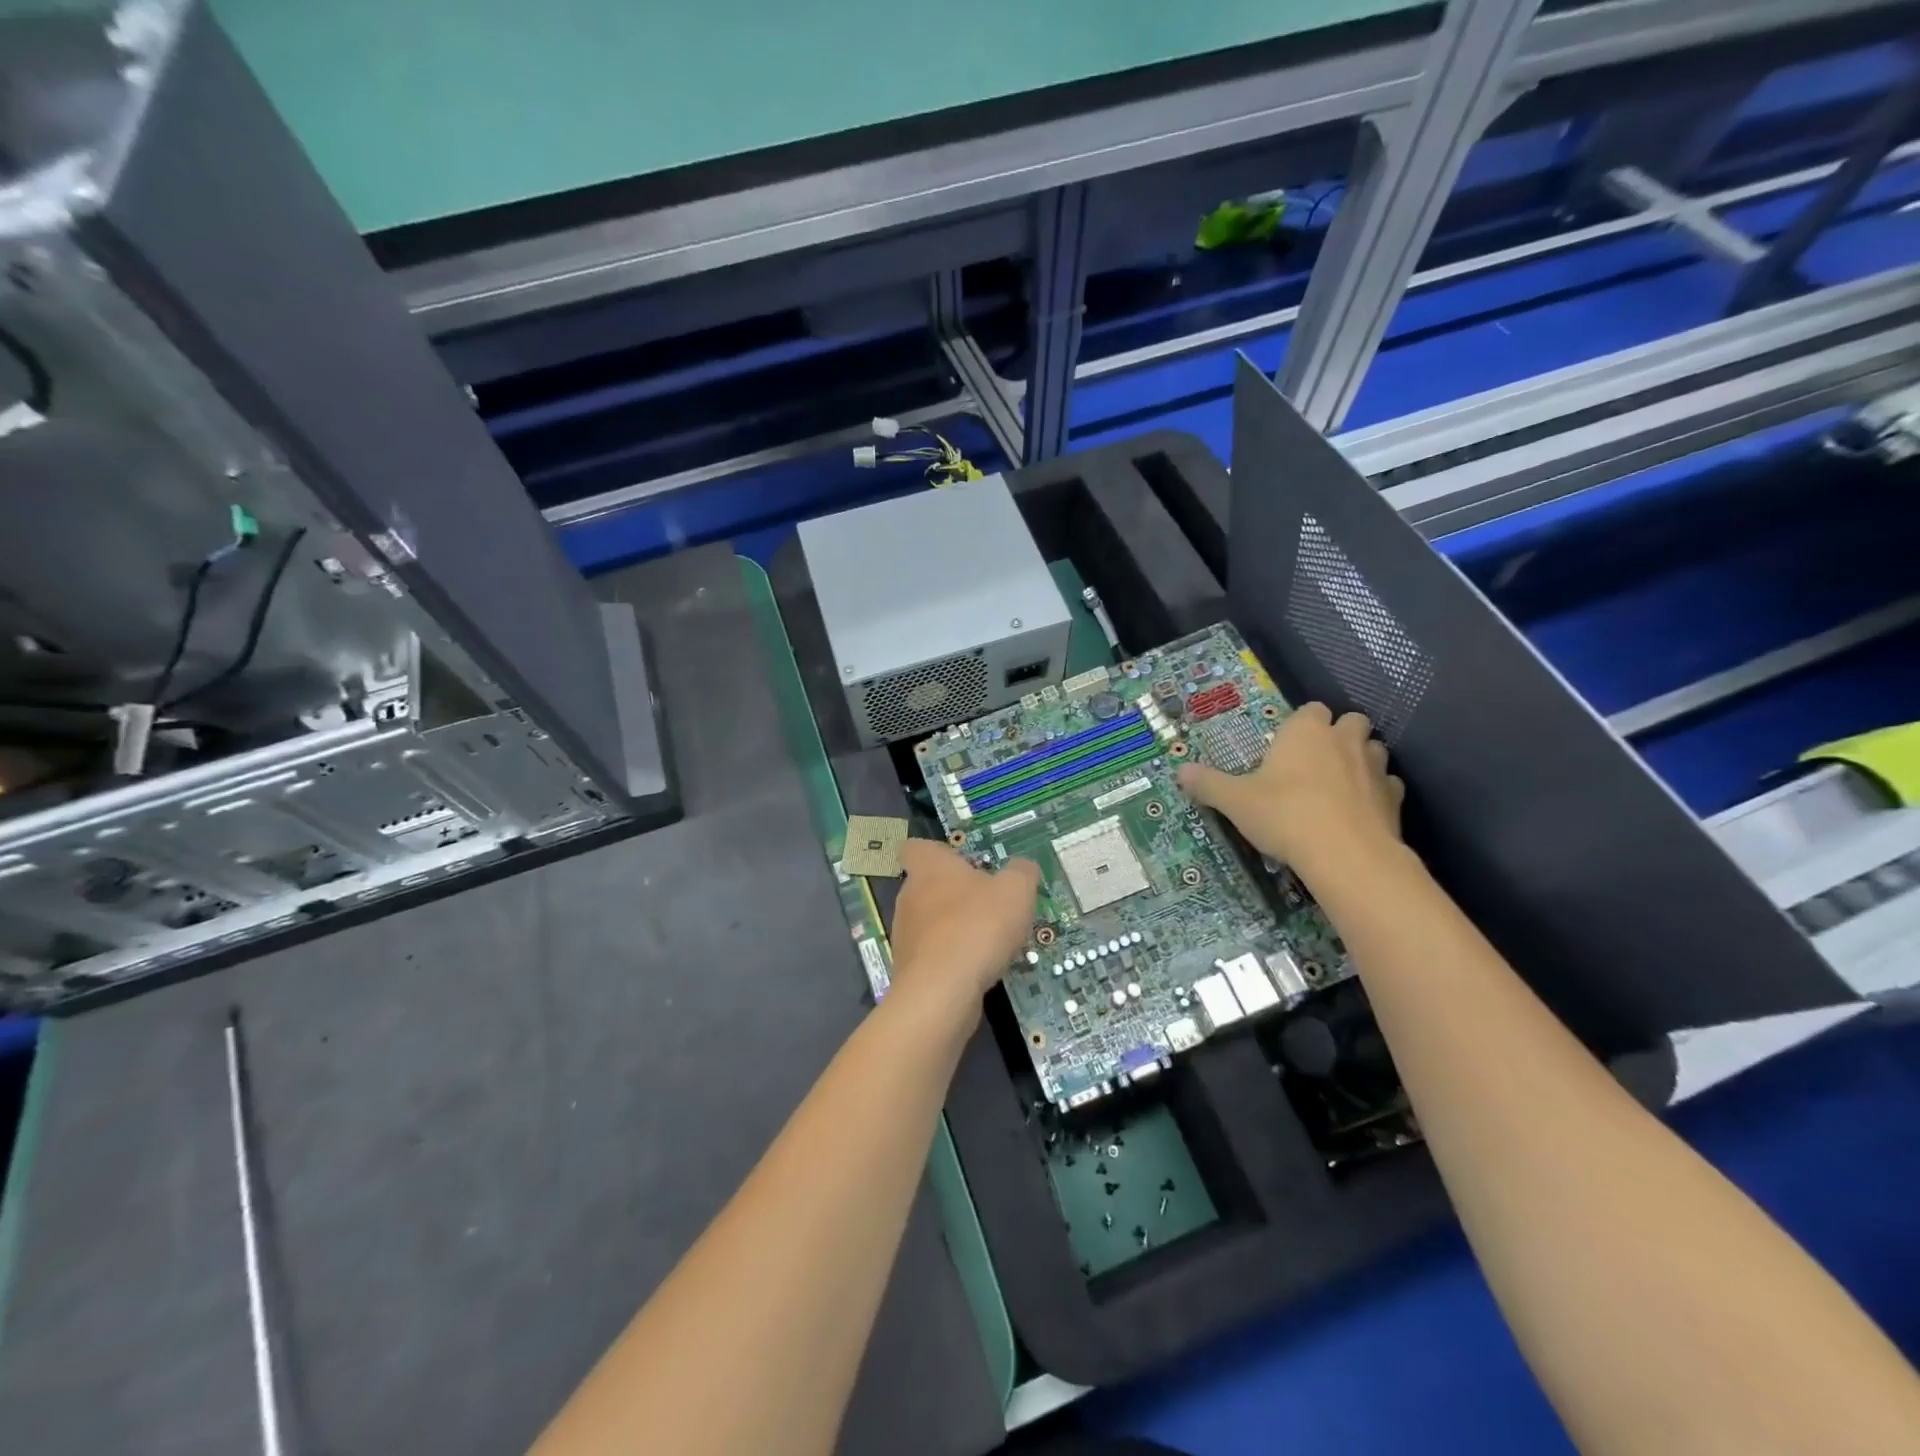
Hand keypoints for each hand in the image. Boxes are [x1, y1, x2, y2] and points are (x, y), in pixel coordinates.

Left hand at [890, 840, 1039, 1018]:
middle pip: (929, 885)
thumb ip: (1021, 872)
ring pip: (932, 922)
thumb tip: (1023, 867)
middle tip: (991, 902)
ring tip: (991, 939)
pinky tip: (980, 967)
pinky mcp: (910, 968)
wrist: (942, 992)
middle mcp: (909, 895)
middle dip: (957, 893)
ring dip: (956, 927)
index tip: (962, 861)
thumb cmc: (977, 926)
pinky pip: (934, 954)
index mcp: (928, 866)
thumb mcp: (1016, 890)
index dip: (937, 852)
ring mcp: (906, 934)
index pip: (915, 847)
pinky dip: (954, 957)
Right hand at [1176, 703, 1403, 879]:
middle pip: (1351, 721)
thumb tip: (1180, 771)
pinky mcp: (1395, 799)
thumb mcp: (1235, 801)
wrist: (1345, 855)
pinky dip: (1377, 793)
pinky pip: (1388, 786)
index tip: (1287, 745)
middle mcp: (1344, 740)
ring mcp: (1375, 768)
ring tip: (1340, 785)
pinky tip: (1360, 811)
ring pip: (1375, 750)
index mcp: (1306, 731)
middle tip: (1315, 761)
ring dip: (1361, 760)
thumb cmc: (1284, 815)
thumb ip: (1209, 784)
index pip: (1311, 709)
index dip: (1302, 724)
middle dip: (1339, 734)